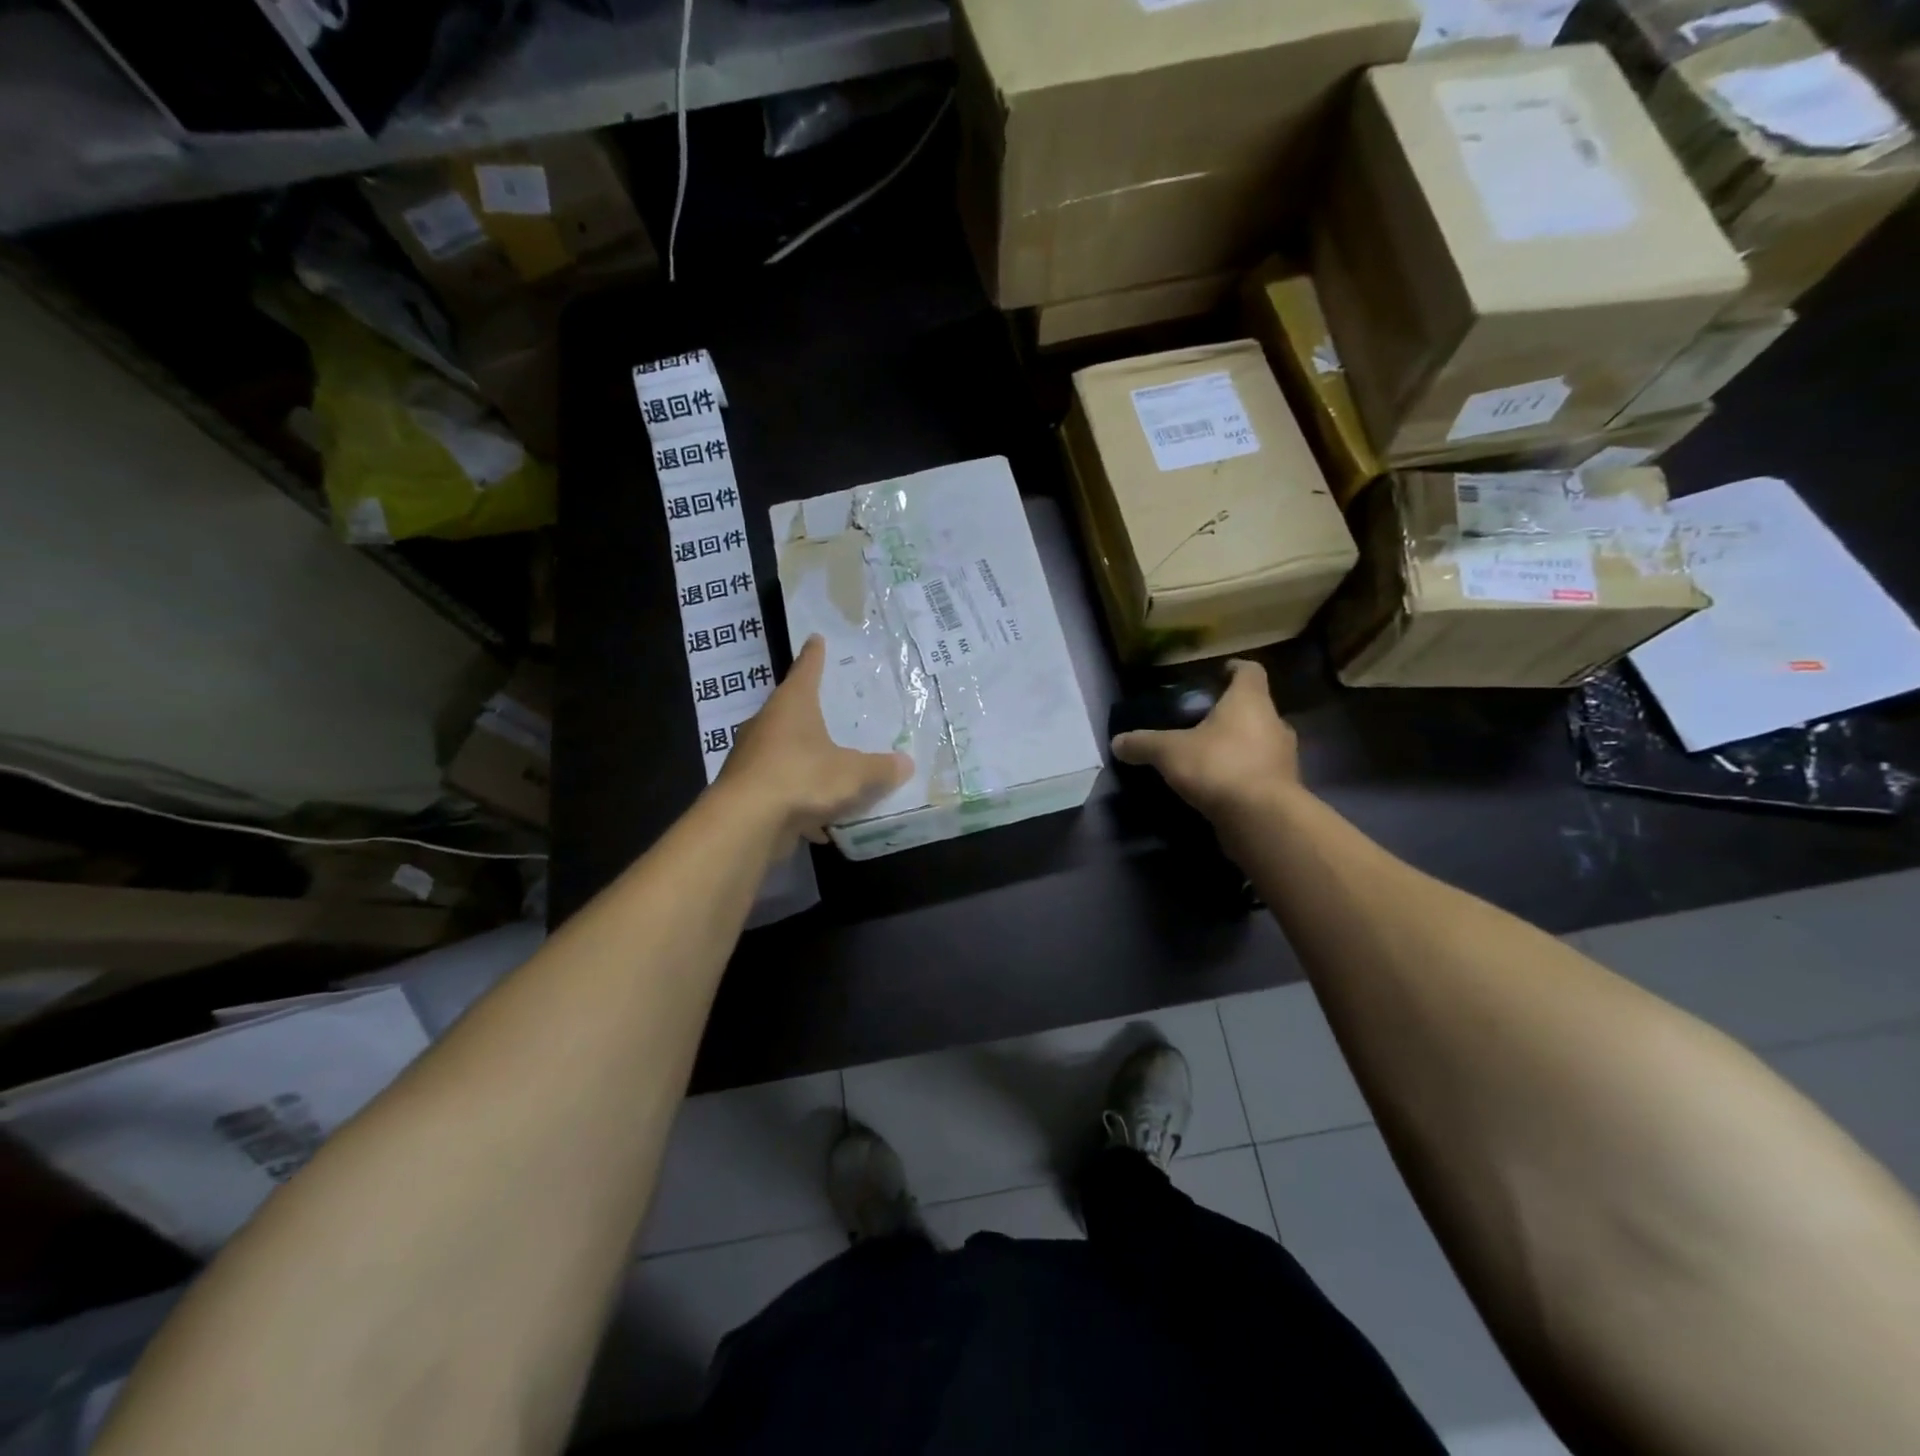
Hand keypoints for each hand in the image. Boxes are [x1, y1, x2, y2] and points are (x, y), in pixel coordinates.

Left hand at [720, 635, 913, 843]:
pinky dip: (800, 799)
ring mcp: (752, 758)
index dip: (814, 656)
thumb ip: (880, 768)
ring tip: (833, 770)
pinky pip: (782, 788)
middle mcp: (767, 724)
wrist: (745, 823)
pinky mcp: (747, 790)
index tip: (816, 639)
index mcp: (792, 705)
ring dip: (806, 760)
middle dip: (811, 712)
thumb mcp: (853, 774)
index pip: (806, 670)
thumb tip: (905, 763)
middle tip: (834, 712)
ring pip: (785, 751)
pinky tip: (821, 823)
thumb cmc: (801, 778)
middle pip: (791, 710)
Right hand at [1110, 659, 1300, 822]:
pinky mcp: (1284, 788)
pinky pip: (1260, 772)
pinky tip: (1218, 786)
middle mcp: (1274, 723)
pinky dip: (1242, 774)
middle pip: (1255, 708)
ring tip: (1208, 756)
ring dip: (1238, 746)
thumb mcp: (1169, 752)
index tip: (1220, 673)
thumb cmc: (1218, 766)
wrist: (1262, 818)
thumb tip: (1117, 742)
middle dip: (1231, 714)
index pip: (1249, 672)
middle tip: (1203, 722)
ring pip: (1260, 742)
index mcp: (1250, 702)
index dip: (1234, 669)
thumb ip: (1143, 744)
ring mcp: (1284, 757)